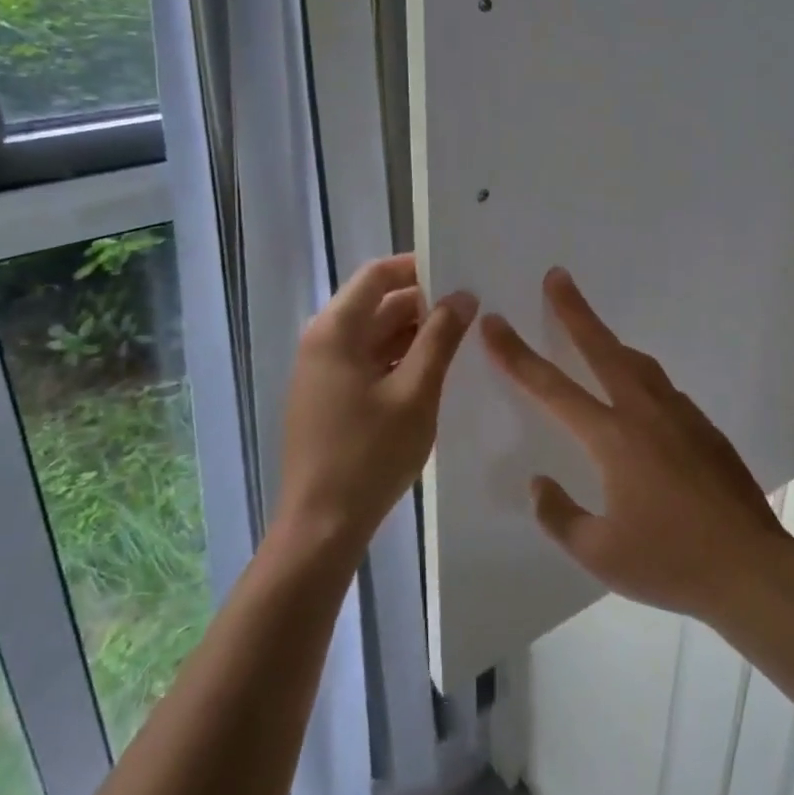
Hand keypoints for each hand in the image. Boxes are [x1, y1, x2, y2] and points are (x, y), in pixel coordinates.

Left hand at [273, 254, 477, 562]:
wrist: (321, 527)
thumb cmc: (369, 454)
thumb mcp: (416, 392)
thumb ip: (441, 338)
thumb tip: (463, 295)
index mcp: (336, 330)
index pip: (378, 274)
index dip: (417, 267)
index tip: (459, 271)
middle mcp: (323, 341)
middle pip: (377, 304)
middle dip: (423, 303)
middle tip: (472, 308)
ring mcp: (323, 372)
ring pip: (375, 335)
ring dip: (414, 333)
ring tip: (461, 338)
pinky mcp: (329, 398)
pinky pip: (368, 362)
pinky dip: (399, 359)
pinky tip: (434, 371)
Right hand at [480, 268, 792, 623]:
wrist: (752, 569)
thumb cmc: (670, 563)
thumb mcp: (599, 553)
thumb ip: (559, 515)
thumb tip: (539, 484)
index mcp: (613, 438)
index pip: (552, 388)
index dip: (517, 354)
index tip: (495, 322)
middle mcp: (645, 413)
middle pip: (601, 348)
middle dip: (574, 311)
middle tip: (557, 276)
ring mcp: (680, 416)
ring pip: (637, 364)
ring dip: (609, 341)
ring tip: (592, 330)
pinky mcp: (705, 428)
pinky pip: (662, 388)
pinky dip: (639, 376)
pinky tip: (636, 395)